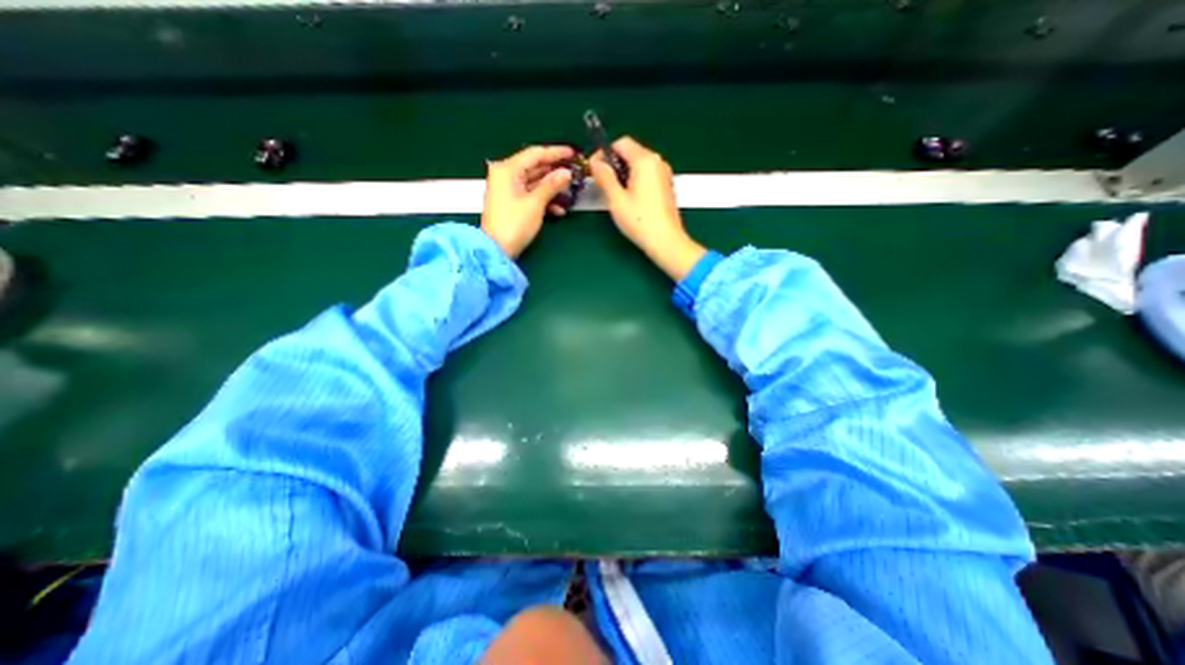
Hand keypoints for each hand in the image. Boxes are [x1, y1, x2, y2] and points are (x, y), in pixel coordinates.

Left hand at [478, 142, 576, 256]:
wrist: (496, 249)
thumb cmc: (514, 224)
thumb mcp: (535, 203)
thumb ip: (551, 185)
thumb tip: (566, 173)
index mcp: (507, 169)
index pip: (535, 153)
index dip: (555, 152)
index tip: (573, 153)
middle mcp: (505, 175)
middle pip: (534, 167)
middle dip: (555, 171)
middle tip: (574, 173)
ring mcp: (507, 189)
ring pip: (534, 182)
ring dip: (552, 188)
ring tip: (569, 194)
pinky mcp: (511, 202)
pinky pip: (530, 194)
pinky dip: (543, 199)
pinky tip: (558, 210)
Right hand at [590, 138, 700, 278]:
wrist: (666, 242)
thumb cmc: (640, 221)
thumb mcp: (616, 199)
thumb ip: (604, 177)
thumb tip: (595, 162)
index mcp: (645, 161)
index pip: (621, 143)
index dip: (603, 153)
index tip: (593, 169)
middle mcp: (657, 162)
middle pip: (630, 152)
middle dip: (613, 164)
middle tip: (601, 183)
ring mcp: (664, 174)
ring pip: (638, 164)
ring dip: (623, 174)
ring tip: (614, 194)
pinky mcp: (666, 186)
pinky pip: (646, 175)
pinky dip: (634, 181)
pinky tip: (629, 199)